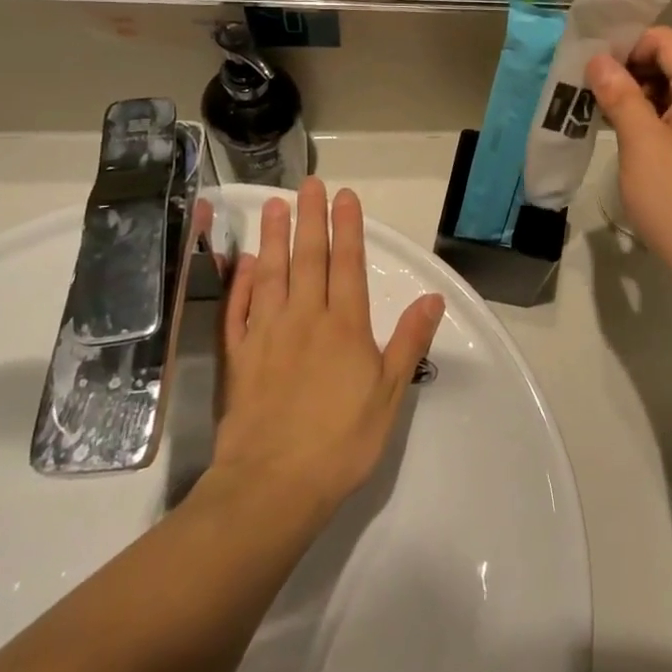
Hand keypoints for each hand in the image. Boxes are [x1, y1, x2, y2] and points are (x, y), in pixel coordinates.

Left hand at [207, 179, 444, 523]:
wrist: (272, 487)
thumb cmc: (341, 441)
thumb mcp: (390, 394)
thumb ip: (409, 341)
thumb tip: (433, 297)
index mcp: (344, 326)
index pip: (347, 264)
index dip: (347, 227)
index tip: (344, 195)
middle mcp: (305, 318)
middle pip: (308, 258)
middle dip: (310, 218)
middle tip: (307, 184)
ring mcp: (266, 335)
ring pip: (271, 274)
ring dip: (273, 237)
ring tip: (273, 205)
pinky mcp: (238, 358)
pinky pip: (238, 309)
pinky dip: (241, 282)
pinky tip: (244, 262)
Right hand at [588, 27, 671, 286]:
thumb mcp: (640, 142)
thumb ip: (619, 94)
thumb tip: (598, 60)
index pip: (665, 41)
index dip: (627, 47)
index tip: (593, 69)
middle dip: (630, 72)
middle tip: (592, 93)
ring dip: (639, 96)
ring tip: (604, 114)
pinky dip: (655, 117)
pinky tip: (628, 135)